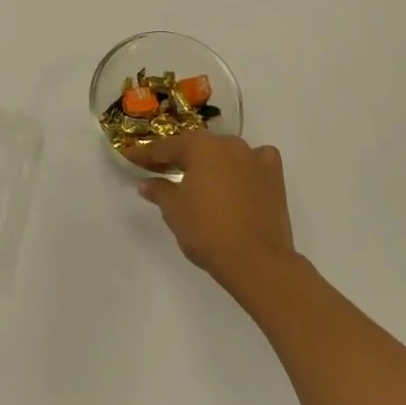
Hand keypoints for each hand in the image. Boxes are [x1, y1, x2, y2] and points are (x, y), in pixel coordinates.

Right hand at [128, 135, 299, 298]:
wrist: (257, 260)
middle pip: (197, 146)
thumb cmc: (207, 231)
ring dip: (210, 162)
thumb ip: (160, 191)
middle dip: (178, 157)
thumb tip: (146, 183)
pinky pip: (256, 161)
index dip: (146, 155)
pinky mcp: (274, 175)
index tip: (131, 158)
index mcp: (200, 147)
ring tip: (199, 178)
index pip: (166, 147)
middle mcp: (228, 144)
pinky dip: (245, 165)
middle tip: (160, 170)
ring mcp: (254, 157)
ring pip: (225, 152)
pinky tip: (240, 177)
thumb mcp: (174, 211)